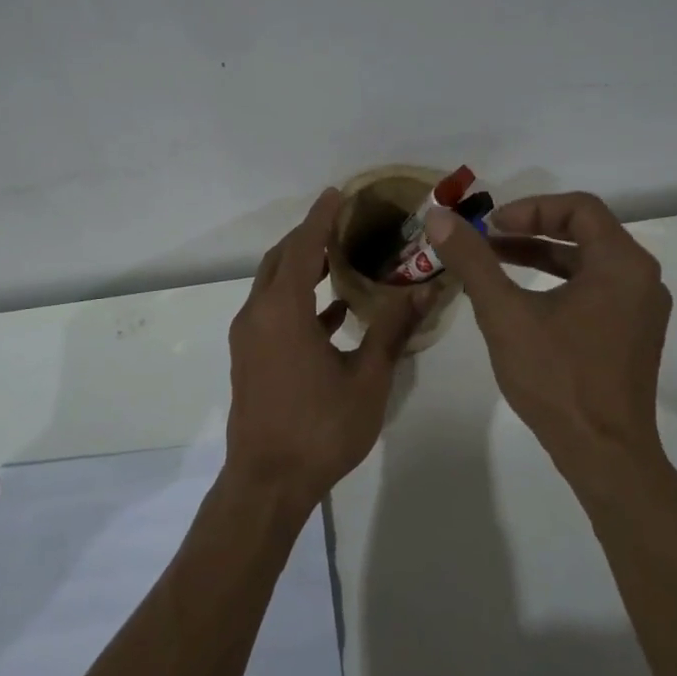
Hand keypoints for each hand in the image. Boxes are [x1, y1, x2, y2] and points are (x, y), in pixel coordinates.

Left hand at [225, 188, 430, 511]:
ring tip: (342, 258)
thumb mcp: (367, 377)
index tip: (337, 193)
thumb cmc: (320, 428)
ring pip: (273, 286)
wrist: (267, 482)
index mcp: (283, 311)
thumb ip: (393, 328)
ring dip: (303, 268)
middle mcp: (258, 314)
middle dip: (309, 238)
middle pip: (280, 260)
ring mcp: (249, 337)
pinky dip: (299, 301)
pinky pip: (273, 312)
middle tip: (344, 223)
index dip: (320, 218)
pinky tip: (334, 311)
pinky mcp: (250, 358)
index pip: (302, 247)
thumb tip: (427, 288)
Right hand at [425, 192, 672, 495]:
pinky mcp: (633, 335)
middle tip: (488, 239)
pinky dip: (558, 284)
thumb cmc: (557, 378)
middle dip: (531, 230)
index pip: (580, 207)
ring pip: (588, 264)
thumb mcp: (505, 314)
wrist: (604, 453)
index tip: (491, 225)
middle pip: (585, 231)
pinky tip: (522, 301)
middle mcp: (641, 279)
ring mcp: (641, 310)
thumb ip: (473, 261)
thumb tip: (438, 217)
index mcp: (622, 263)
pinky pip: (595, 291)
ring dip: (541, 257)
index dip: (530, 208)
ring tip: (495, 264)